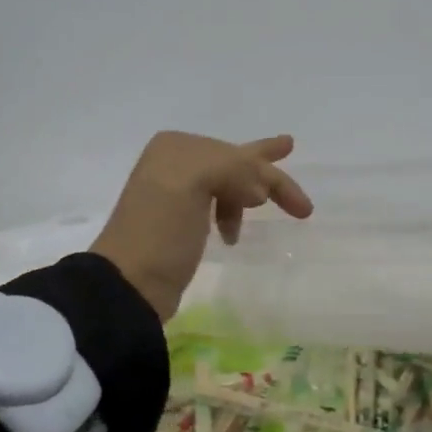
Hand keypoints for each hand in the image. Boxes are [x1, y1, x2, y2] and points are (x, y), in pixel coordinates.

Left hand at [91, 132, 313, 320]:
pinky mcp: (177, 225)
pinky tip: (235, 230)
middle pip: (236, 164)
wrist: (131, 283)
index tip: (297, 207)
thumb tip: (258, 191)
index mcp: (177, 148)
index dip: (271, 176)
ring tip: (266, 209)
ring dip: (250, 195)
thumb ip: (233, 168)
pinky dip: (232, 211)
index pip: (238, 155)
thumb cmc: (160, 229)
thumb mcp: (192, 181)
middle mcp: (174, 164)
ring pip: (228, 184)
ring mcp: (175, 195)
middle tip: (300, 186)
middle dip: (268, 172)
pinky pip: (216, 204)